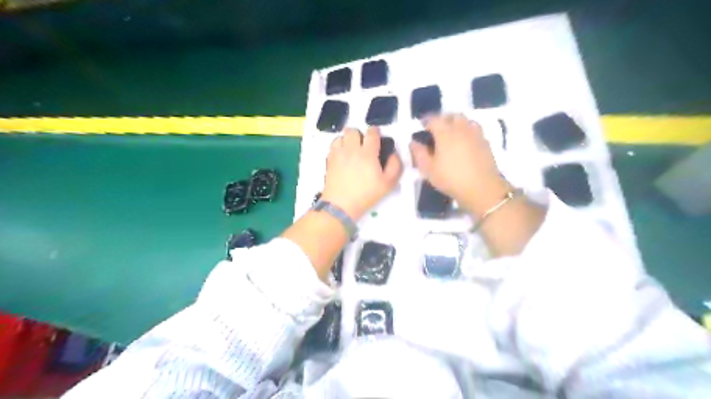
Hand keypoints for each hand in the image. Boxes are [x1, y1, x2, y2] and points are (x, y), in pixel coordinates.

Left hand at [320, 126, 401, 219]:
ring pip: (341, 136)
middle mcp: (352, 149)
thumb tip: (393, 154)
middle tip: (363, 145)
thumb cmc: (366, 194)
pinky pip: (333, 146)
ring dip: (347, 140)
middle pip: (353, 130)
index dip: (376, 132)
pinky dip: (338, 147)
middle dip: (359, 134)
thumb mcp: (388, 183)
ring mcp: (338, 154)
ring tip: (351, 150)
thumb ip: (395, 165)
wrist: (341, 204)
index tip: (377, 138)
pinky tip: (342, 156)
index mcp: (368, 153)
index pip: (372, 132)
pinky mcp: (329, 160)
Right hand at [411, 113, 510, 216]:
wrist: (482, 188)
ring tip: (452, 134)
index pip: (434, 119)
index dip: (426, 121)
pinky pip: (475, 130)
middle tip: (437, 129)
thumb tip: (413, 142)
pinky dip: (468, 131)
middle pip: (452, 116)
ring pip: (466, 120)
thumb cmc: (451, 179)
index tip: (422, 126)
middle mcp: (461, 128)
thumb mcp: (428, 169)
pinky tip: (465, 143)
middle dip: (443, 119)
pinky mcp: (486, 142)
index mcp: (445, 133)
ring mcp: (476, 134)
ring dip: (457, 123)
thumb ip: (419, 153)